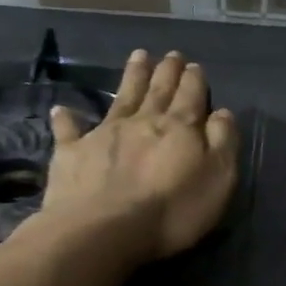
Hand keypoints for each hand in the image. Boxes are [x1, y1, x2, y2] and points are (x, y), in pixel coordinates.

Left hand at [40, 49, 238, 261]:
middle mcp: (142, 121)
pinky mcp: (72, 154)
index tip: (194, 65)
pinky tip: (62, 110)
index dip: (194, 79)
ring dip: (132, 77)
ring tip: (138, 56)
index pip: (191, 95)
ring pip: (122, 98)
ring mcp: (104, 134)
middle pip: (158, 90)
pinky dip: (67, 119)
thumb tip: (222, 112)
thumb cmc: (172, 209)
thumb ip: (223, 141)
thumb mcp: (218, 177)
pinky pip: (69, 131)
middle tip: (171, 54)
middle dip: (166, 71)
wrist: (104, 231)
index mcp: (179, 127)